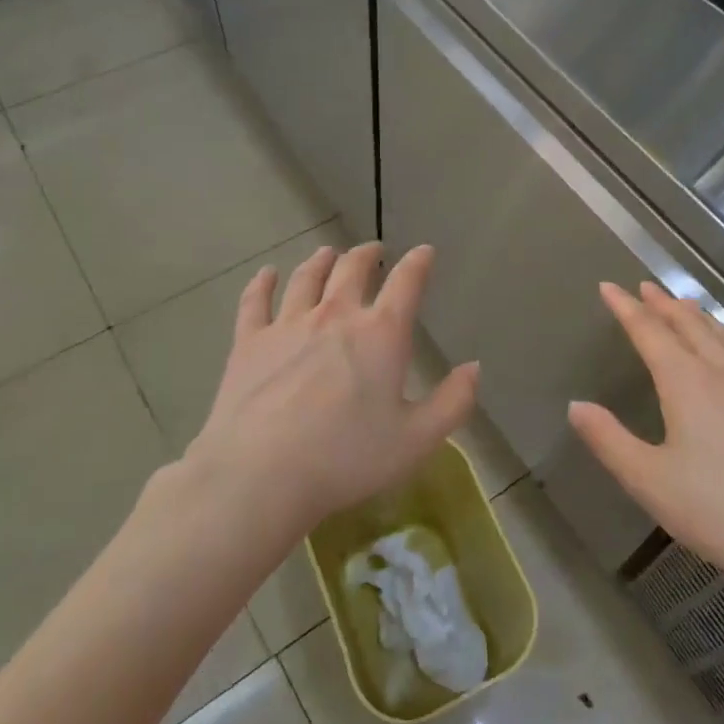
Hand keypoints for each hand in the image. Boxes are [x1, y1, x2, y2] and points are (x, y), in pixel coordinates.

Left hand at [187, 242, 479, 536]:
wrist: (261, 474)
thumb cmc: (347, 458)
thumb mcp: (417, 440)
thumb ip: (453, 402)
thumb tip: (474, 367)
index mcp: (381, 334)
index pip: (406, 283)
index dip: (419, 263)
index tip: (424, 252)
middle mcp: (336, 315)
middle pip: (352, 269)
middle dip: (366, 254)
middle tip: (372, 250)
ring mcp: (288, 324)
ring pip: (306, 278)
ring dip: (320, 261)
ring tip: (327, 254)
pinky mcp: (249, 341)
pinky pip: (255, 301)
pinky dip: (262, 283)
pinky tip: (266, 274)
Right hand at [568, 283, 723, 598]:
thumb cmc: (716, 511)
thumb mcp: (647, 480)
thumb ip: (608, 439)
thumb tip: (576, 406)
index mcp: (686, 382)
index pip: (649, 332)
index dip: (626, 308)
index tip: (609, 287)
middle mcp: (723, 371)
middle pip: (689, 325)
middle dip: (663, 304)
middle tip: (645, 288)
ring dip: (699, 316)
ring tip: (684, 305)